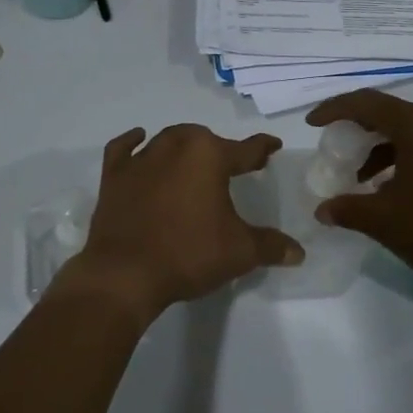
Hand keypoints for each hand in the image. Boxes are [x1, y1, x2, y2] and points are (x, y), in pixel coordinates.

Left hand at [59, 124, 302, 325]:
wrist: (125, 274)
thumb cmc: (189, 254)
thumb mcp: (240, 252)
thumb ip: (271, 247)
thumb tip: (298, 253)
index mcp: (209, 155)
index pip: (245, 148)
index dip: (262, 148)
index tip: (272, 146)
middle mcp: (175, 146)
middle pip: (204, 139)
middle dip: (220, 150)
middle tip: (232, 167)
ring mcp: (141, 160)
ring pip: (168, 140)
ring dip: (184, 146)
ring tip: (193, 159)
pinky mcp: (114, 176)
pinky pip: (123, 149)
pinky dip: (133, 142)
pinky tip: (140, 139)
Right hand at [307, 90, 412, 297]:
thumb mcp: (384, 221)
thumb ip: (347, 209)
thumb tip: (323, 209)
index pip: (367, 103)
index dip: (334, 109)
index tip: (313, 124)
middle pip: (391, 114)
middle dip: (359, 131)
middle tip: (336, 151)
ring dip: (383, 150)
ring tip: (362, 180)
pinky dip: (406, 160)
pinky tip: (396, 191)